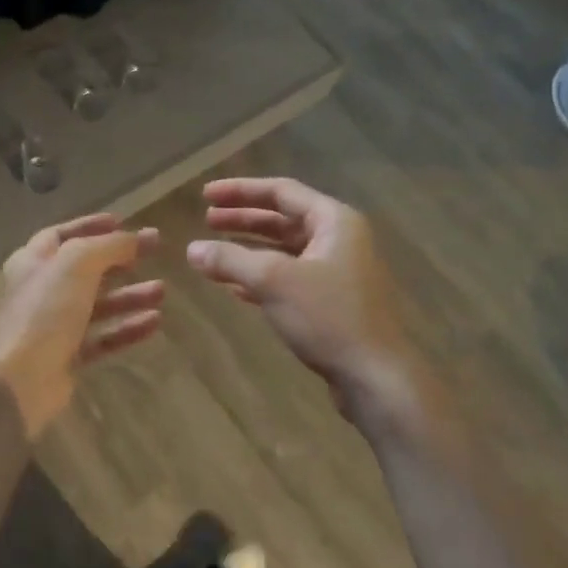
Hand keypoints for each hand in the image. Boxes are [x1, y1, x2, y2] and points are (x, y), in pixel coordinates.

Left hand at [0, 214, 163, 435]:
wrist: (19, 381)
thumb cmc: (44, 312)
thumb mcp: (77, 264)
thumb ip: (108, 246)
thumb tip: (136, 238)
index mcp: (33, 262)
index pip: (63, 235)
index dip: (90, 226)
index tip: (122, 221)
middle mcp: (41, 290)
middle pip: (86, 269)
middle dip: (120, 259)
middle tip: (155, 251)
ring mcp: (53, 326)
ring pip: (98, 305)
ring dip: (129, 296)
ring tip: (162, 291)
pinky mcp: (67, 357)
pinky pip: (102, 338)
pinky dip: (127, 329)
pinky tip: (154, 323)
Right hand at [186, 177, 407, 396]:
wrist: (375, 376)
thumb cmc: (329, 317)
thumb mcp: (273, 282)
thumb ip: (230, 260)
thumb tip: (192, 249)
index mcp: (334, 221)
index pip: (282, 192)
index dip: (240, 190)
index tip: (205, 195)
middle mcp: (338, 240)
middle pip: (282, 219)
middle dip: (242, 219)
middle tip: (206, 220)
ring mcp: (336, 272)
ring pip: (284, 251)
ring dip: (248, 250)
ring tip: (213, 253)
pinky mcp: (331, 303)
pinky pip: (289, 278)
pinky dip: (260, 278)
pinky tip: (233, 287)